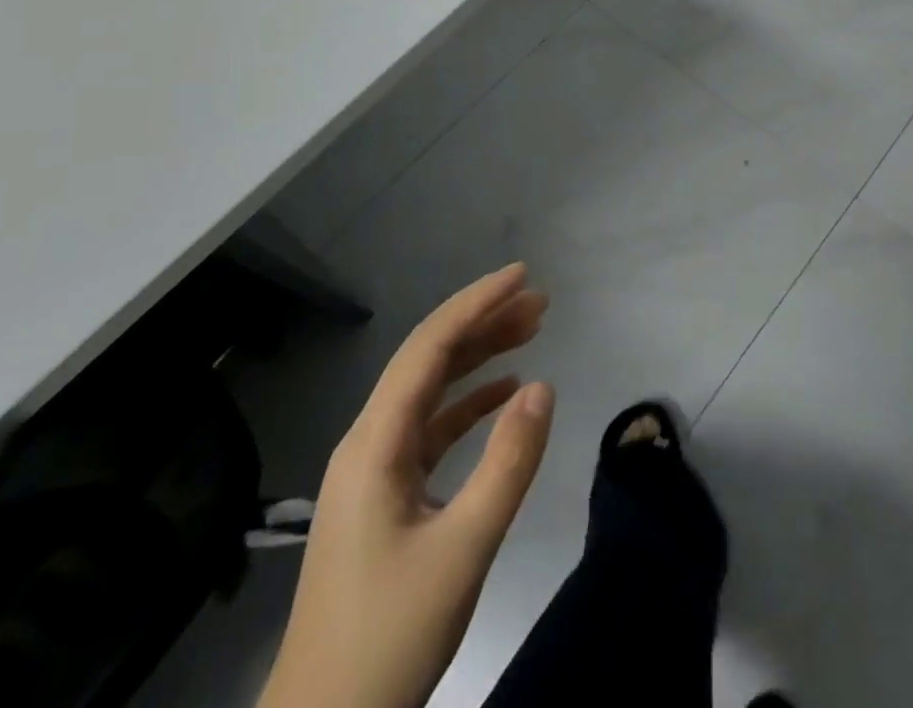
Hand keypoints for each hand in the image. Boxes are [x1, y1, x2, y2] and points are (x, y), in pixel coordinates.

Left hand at [260, 264, 554, 707]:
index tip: (522, 275)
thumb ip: (507, 464)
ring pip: (431, 392)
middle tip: (540, 303)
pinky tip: (503, 395)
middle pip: (429, 360)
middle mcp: (369, 442)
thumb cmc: (388, 638)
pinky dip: (468, 404)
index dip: (476, 303)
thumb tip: (542, 385)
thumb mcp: (462, 550)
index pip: (430, 347)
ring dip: (479, 358)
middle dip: (484, 323)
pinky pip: (431, 429)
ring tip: (531, 332)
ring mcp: (374, 470)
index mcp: (375, 443)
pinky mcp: (385, 497)